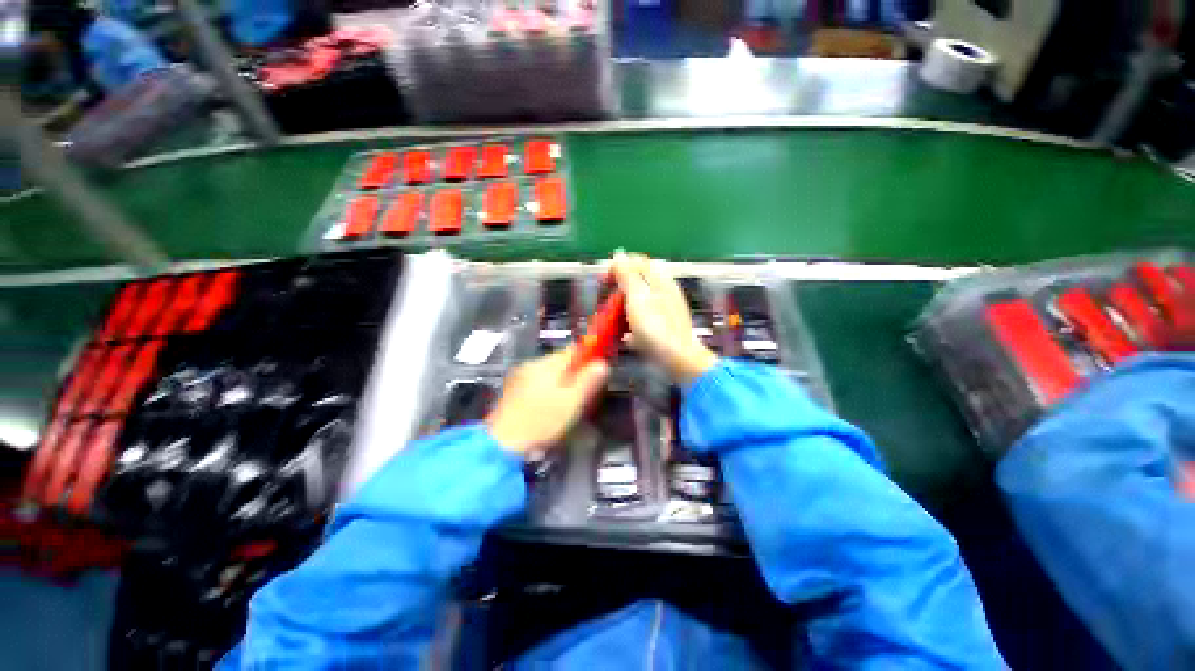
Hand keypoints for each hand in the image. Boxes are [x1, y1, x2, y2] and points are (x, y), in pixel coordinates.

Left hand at [486, 347, 609, 454]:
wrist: (501, 446)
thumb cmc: (541, 422)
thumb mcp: (572, 402)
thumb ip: (588, 381)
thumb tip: (602, 363)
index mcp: (547, 364)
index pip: (574, 349)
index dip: (589, 357)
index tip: (598, 372)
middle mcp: (532, 364)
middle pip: (561, 362)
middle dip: (575, 375)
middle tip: (584, 396)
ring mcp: (519, 377)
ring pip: (549, 374)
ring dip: (561, 384)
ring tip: (566, 407)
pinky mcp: (511, 391)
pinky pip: (537, 384)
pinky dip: (546, 392)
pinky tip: (548, 411)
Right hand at [611, 251, 718, 383]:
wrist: (678, 359)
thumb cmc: (655, 327)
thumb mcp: (637, 297)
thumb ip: (627, 275)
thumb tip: (618, 254)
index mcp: (659, 279)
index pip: (636, 261)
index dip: (617, 268)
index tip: (603, 282)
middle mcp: (665, 291)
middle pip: (638, 283)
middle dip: (619, 290)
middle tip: (607, 303)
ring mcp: (666, 310)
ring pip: (640, 302)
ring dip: (624, 309)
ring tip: (613, 321)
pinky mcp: (664, 328)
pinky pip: (644, 321)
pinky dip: (633, 325)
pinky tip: (626, 336)